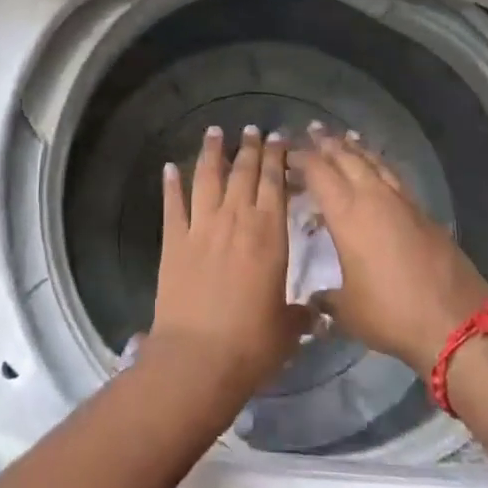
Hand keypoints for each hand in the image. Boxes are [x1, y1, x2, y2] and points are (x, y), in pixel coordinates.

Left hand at [151, 126, 310, 398]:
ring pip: (208, 177)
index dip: (277, 157)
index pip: (275, 183)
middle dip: (250, 147)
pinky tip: (169, 167)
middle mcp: (236, 219)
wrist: (199, 358)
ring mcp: (202, 227)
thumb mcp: (287, 328)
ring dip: (212, 153)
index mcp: (269, 234)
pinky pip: (173, 204)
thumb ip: (301, 314)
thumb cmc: (252, 344)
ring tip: (215, 132)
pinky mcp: (174, 241)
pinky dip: (171, 184)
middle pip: (244, 172)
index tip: (279, 137)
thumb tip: (318, 314)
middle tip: (253, 128)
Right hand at [293, 125, 487, 376]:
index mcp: (347, 213)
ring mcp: (402, 201)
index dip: (301, 159)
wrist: (455, 321)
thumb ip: (327, 299)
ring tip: (345, 137)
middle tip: (313, 130)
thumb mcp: (348, 311)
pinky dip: (380, 165)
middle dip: (328, 143)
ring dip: (356, 148)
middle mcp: (373, 197)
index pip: (318, 172)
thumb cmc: (391, 313)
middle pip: (347, 157)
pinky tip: (378, 169)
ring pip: (374, 162)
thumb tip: (314, 300)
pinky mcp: (423, 212)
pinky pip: (393, 176)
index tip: (287, 153)